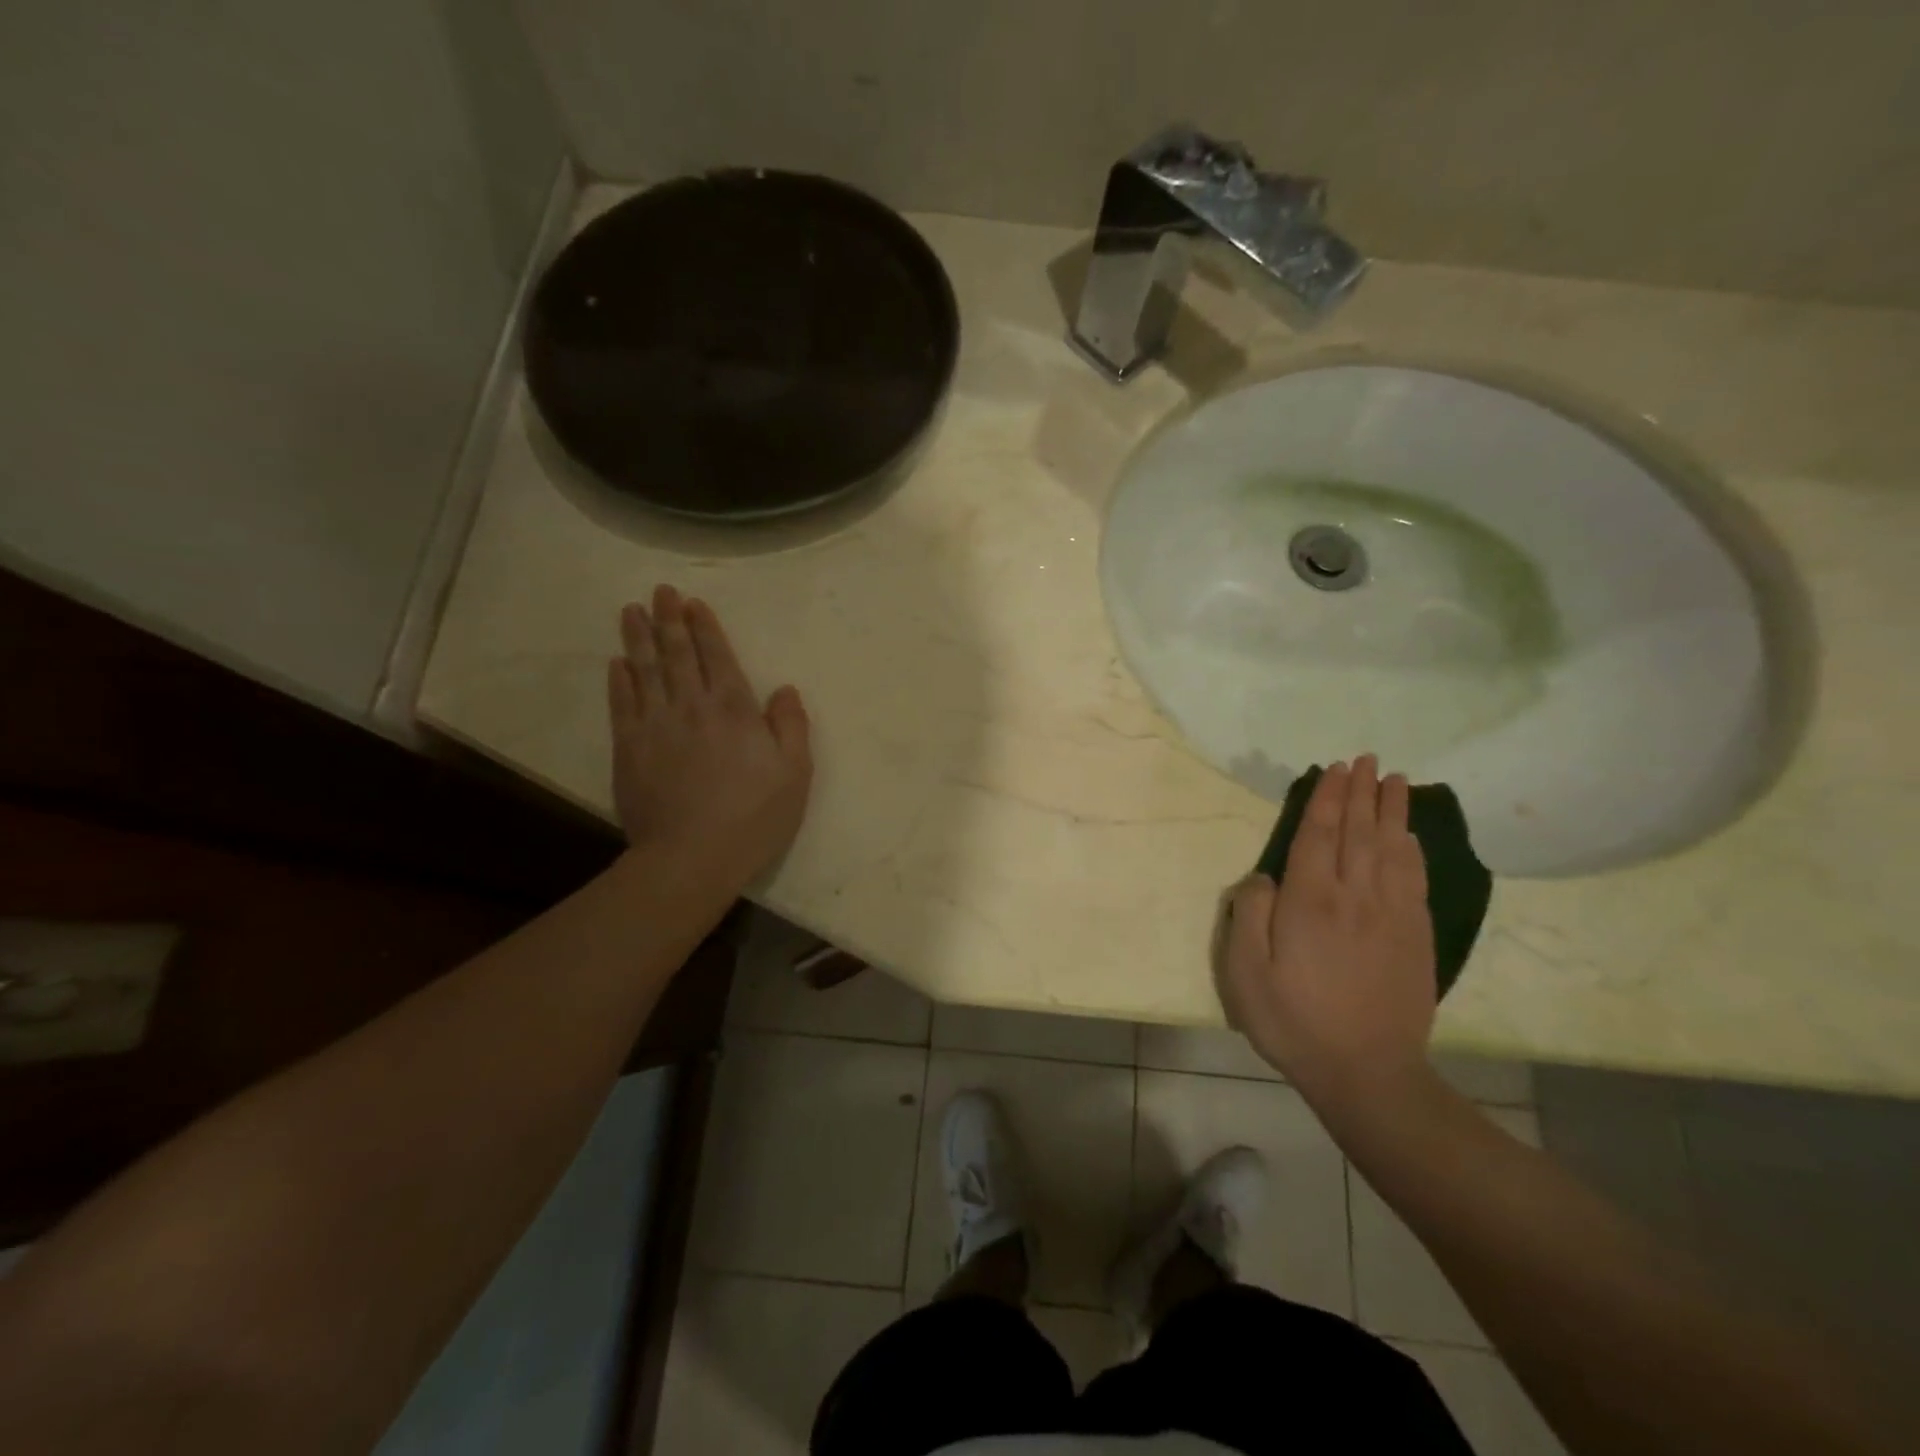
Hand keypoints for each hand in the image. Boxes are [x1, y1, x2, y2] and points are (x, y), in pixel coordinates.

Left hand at [607, 586, 812, 887]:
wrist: (691, 857)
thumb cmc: (754, 816)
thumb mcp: (795, 774)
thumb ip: (791, 726)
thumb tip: (785, 689)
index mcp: (734, 709)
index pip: (717, 656)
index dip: (705, 627)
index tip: (693, 603)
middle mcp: (691, 706)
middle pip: (677, 654)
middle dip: (669, 619)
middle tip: (660, 591)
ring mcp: (655, 725)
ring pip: (644, 670)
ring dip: (638, 637)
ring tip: (631, 610)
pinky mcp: (628, 749)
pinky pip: (622, 704)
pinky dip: (619, 680)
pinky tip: (616, 663)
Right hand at [1218, 756, 1435, 1105]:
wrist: (1367, 1073)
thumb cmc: (1294, 1021)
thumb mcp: (1245, 972)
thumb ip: (1249, 915)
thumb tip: (1263, 877)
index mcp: (1311, 902)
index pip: (1319, 835)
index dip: (1327, 798)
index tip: (1335, 768)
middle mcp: (1355, 897)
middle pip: (1359, 833)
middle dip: (1361, 793)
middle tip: (1366, 760)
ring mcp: (1391, 916)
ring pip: (1392, 849)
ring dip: (1392, 811)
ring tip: (1395, 780)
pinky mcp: (1415, 938)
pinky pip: (1414, 880)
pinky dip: (1413, 850)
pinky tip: (1410, 836)